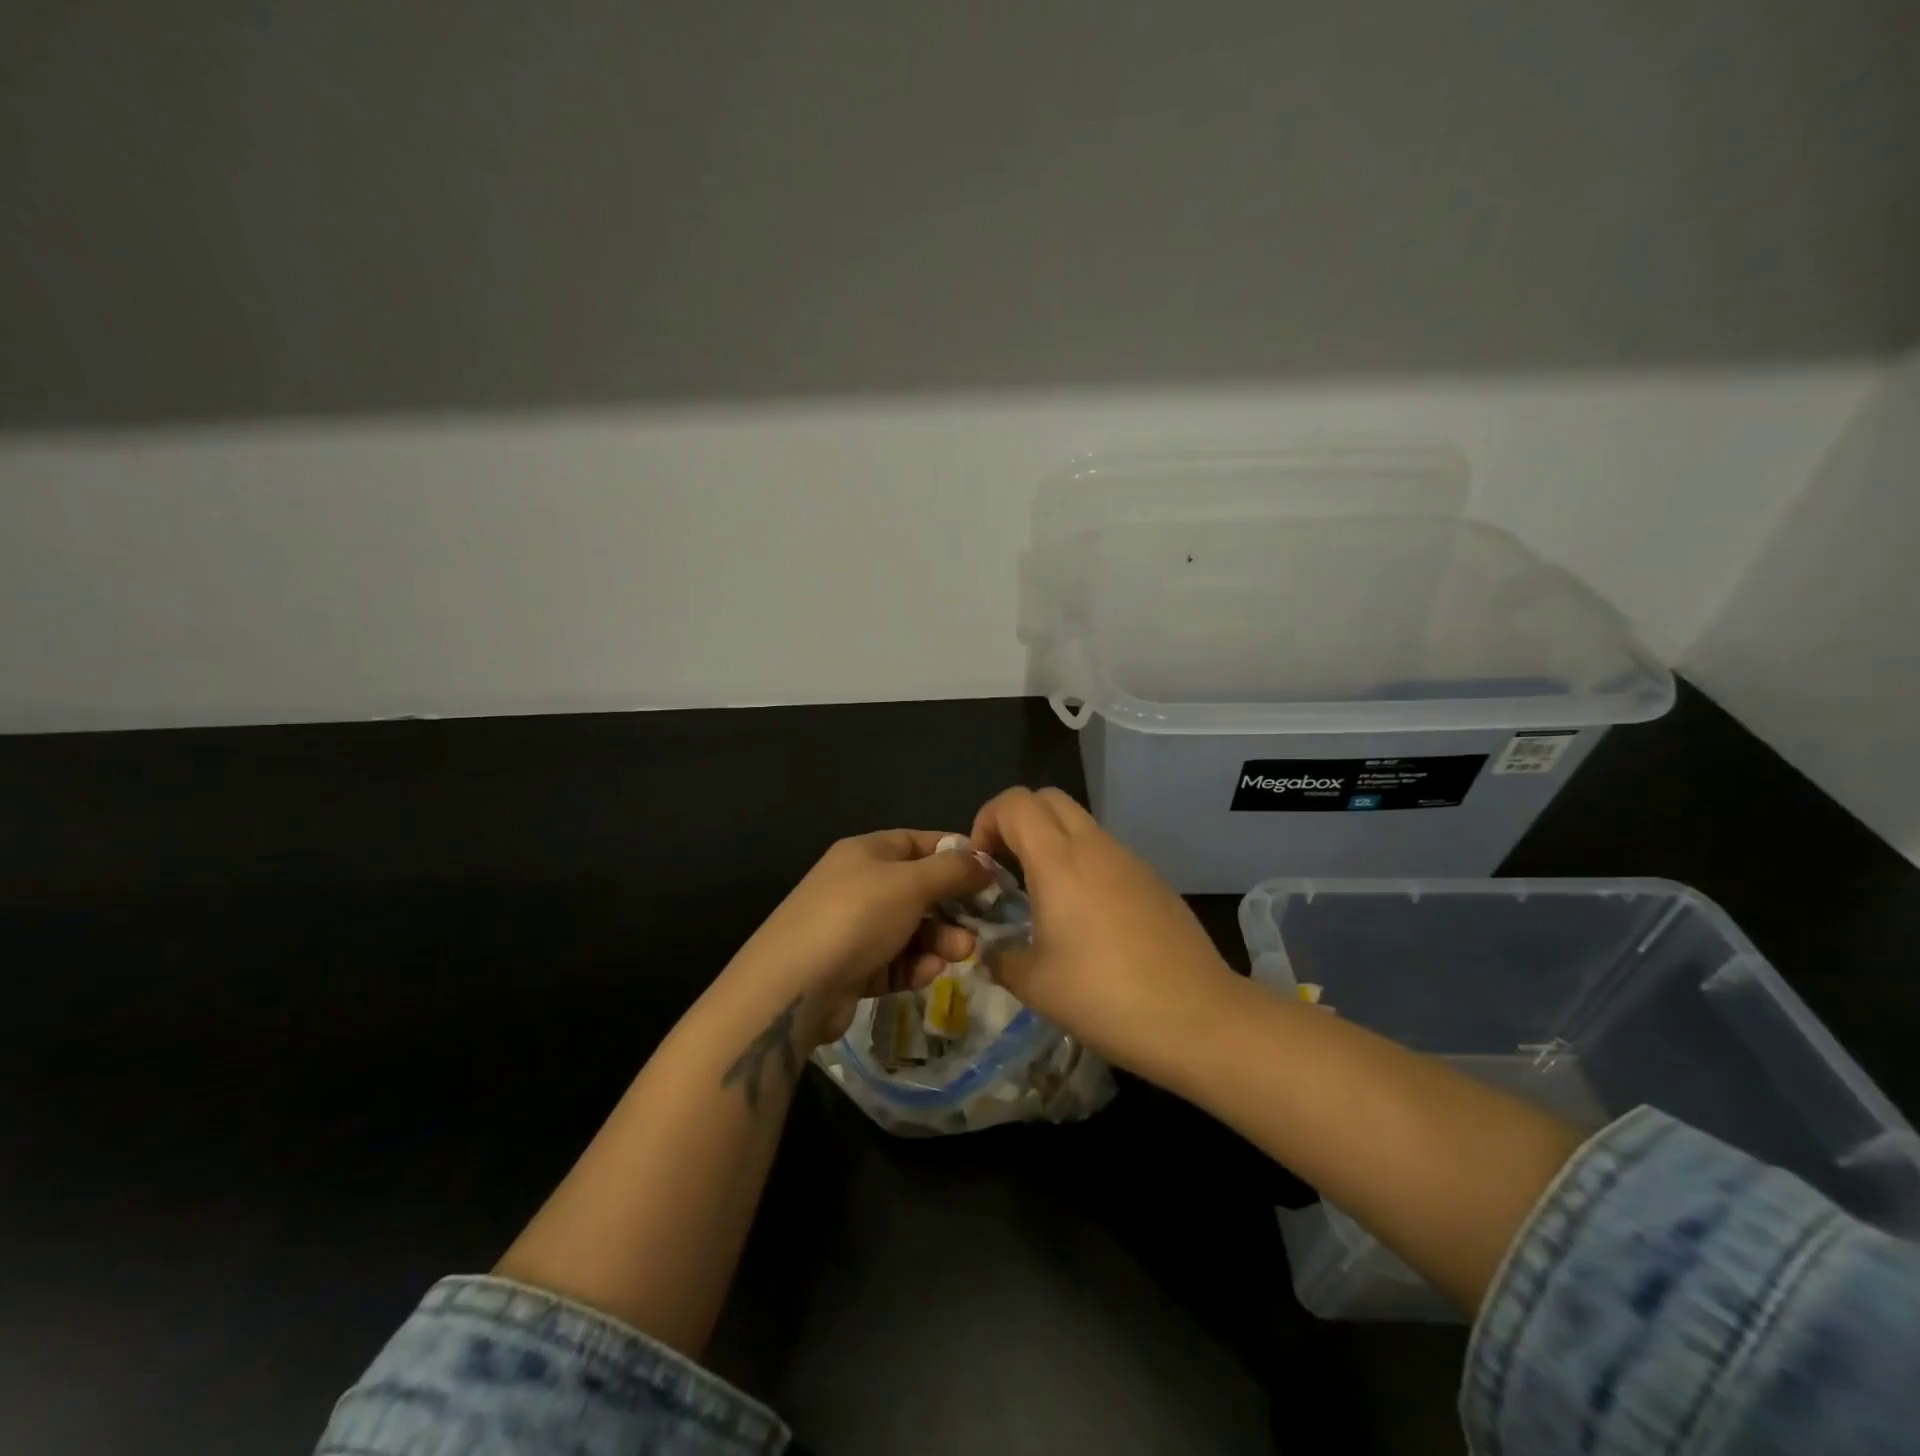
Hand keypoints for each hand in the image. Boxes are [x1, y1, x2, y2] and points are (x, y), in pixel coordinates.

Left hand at [732, 830, 990, 1045]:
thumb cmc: (856, 917)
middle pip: (920, 889)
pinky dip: (913, 966)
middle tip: (980, 925)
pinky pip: (895, 960)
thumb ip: (952, 870)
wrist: (792, 987)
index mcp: (867, 852)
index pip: (921, 843)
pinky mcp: (853, 968)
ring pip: (912, 929)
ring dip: (939, 940)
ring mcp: (854, 928)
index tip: (991, 875)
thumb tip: (985, 860)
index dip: (957, 855)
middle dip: (952, 907)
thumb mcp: (910, 884)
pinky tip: (925, 974)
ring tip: (960, 953)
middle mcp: (860, 884)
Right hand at [970, 787, 1237, 1071]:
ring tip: (1043, 897)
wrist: (1198, 1017)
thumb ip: (1000, 957)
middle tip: (1006, 869)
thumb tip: (991, 950)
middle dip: (1017, 822)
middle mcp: (1095, 846)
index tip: (980, 864)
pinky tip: (1087, 918)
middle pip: (1047, 798)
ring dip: (1051, 843)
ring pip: (1080, 823)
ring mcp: (1129, 860)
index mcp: (1058, 860)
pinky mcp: (1153, 879)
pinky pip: (1107, 851)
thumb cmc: (1104, 997)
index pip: (1015, 802)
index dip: (986, 820)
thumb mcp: (1034, 985)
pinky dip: (1083, 863)